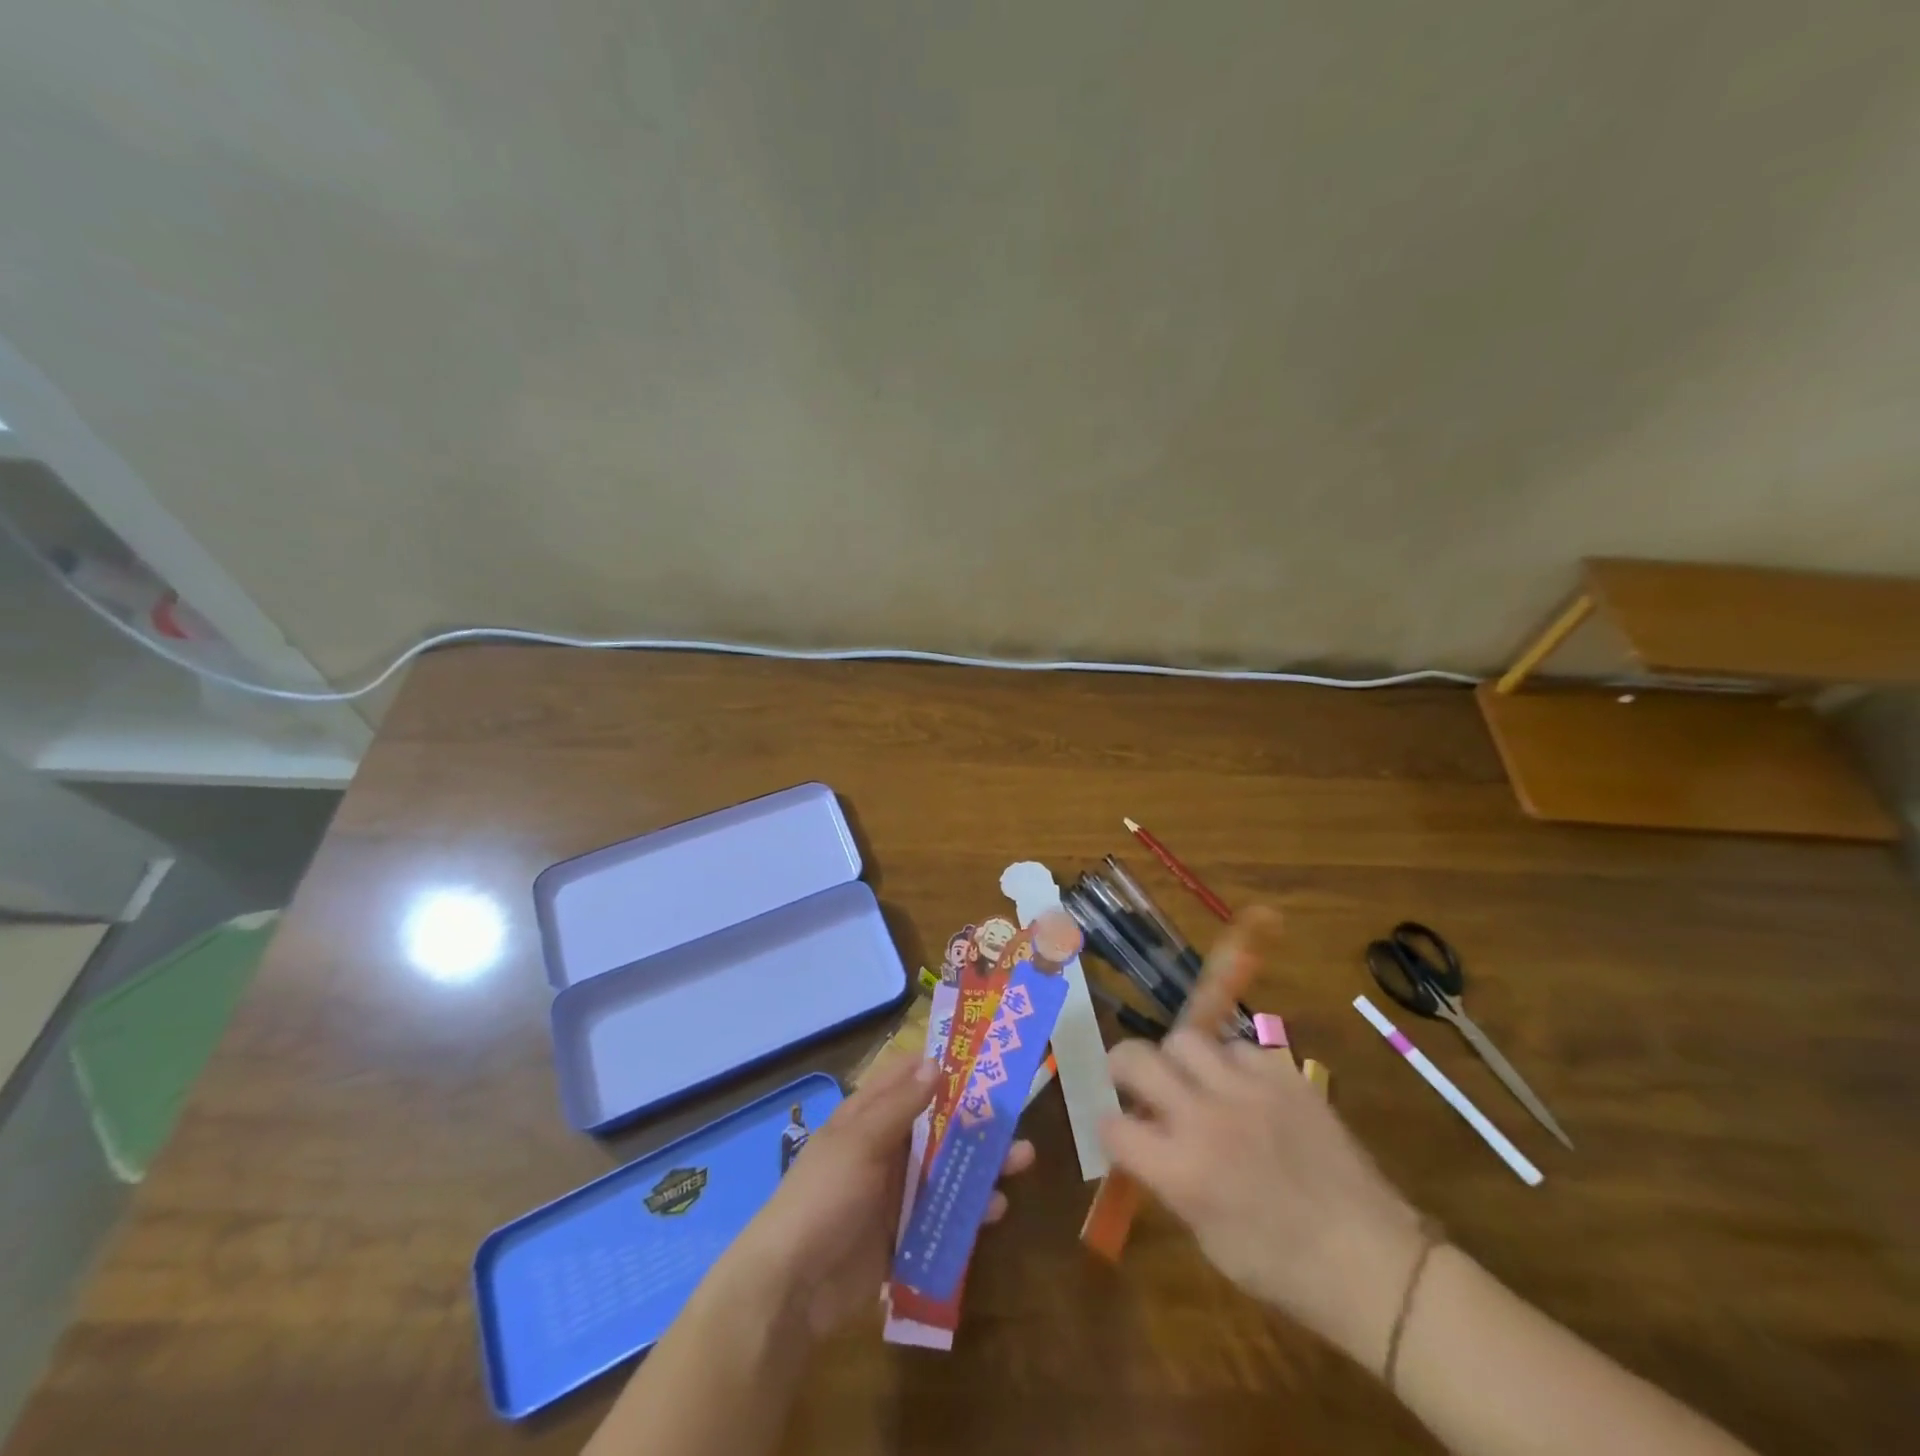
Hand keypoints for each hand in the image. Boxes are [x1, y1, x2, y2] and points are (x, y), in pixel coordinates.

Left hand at [731, 1055, 1033, 1338]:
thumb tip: (936, 1062)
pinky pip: (943, 1214)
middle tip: (1016, 1115)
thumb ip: (900, 1105)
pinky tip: (997, 1210)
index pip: (906, 1077)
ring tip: (1023, 1160)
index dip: (941, 1064)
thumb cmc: (824, 1198)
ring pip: (945, 1168)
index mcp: (866, 1116)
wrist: (792, 1288)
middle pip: (936, 1124)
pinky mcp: (903, 1235)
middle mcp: (883, 1148)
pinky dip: (969, 1210)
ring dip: (981, 1163)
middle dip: (975, 1119)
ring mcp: (894, 1193)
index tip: (983, 1057)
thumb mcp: (860, 1143)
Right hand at [1099, 1028, 1426, 1370]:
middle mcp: (1204, 1118)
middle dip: (1121, 1065)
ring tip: (1192, 1078)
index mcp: (1181, 1170)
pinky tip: (1243, 1087)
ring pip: (1186, 1038)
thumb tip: (1147, 1141)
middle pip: (1135, 1057)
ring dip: (1179, 1059)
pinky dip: (1232, 1063)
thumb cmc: (1284, 1269)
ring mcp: (1247, 1089)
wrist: (1373, 1262)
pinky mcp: (1285, 1076)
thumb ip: (1169, 1180)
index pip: (1113, 1125)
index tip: (1116, 1130)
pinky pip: (1240, 1047)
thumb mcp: (1208, 1238)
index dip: (1108, 1127)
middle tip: (1129, 1078)